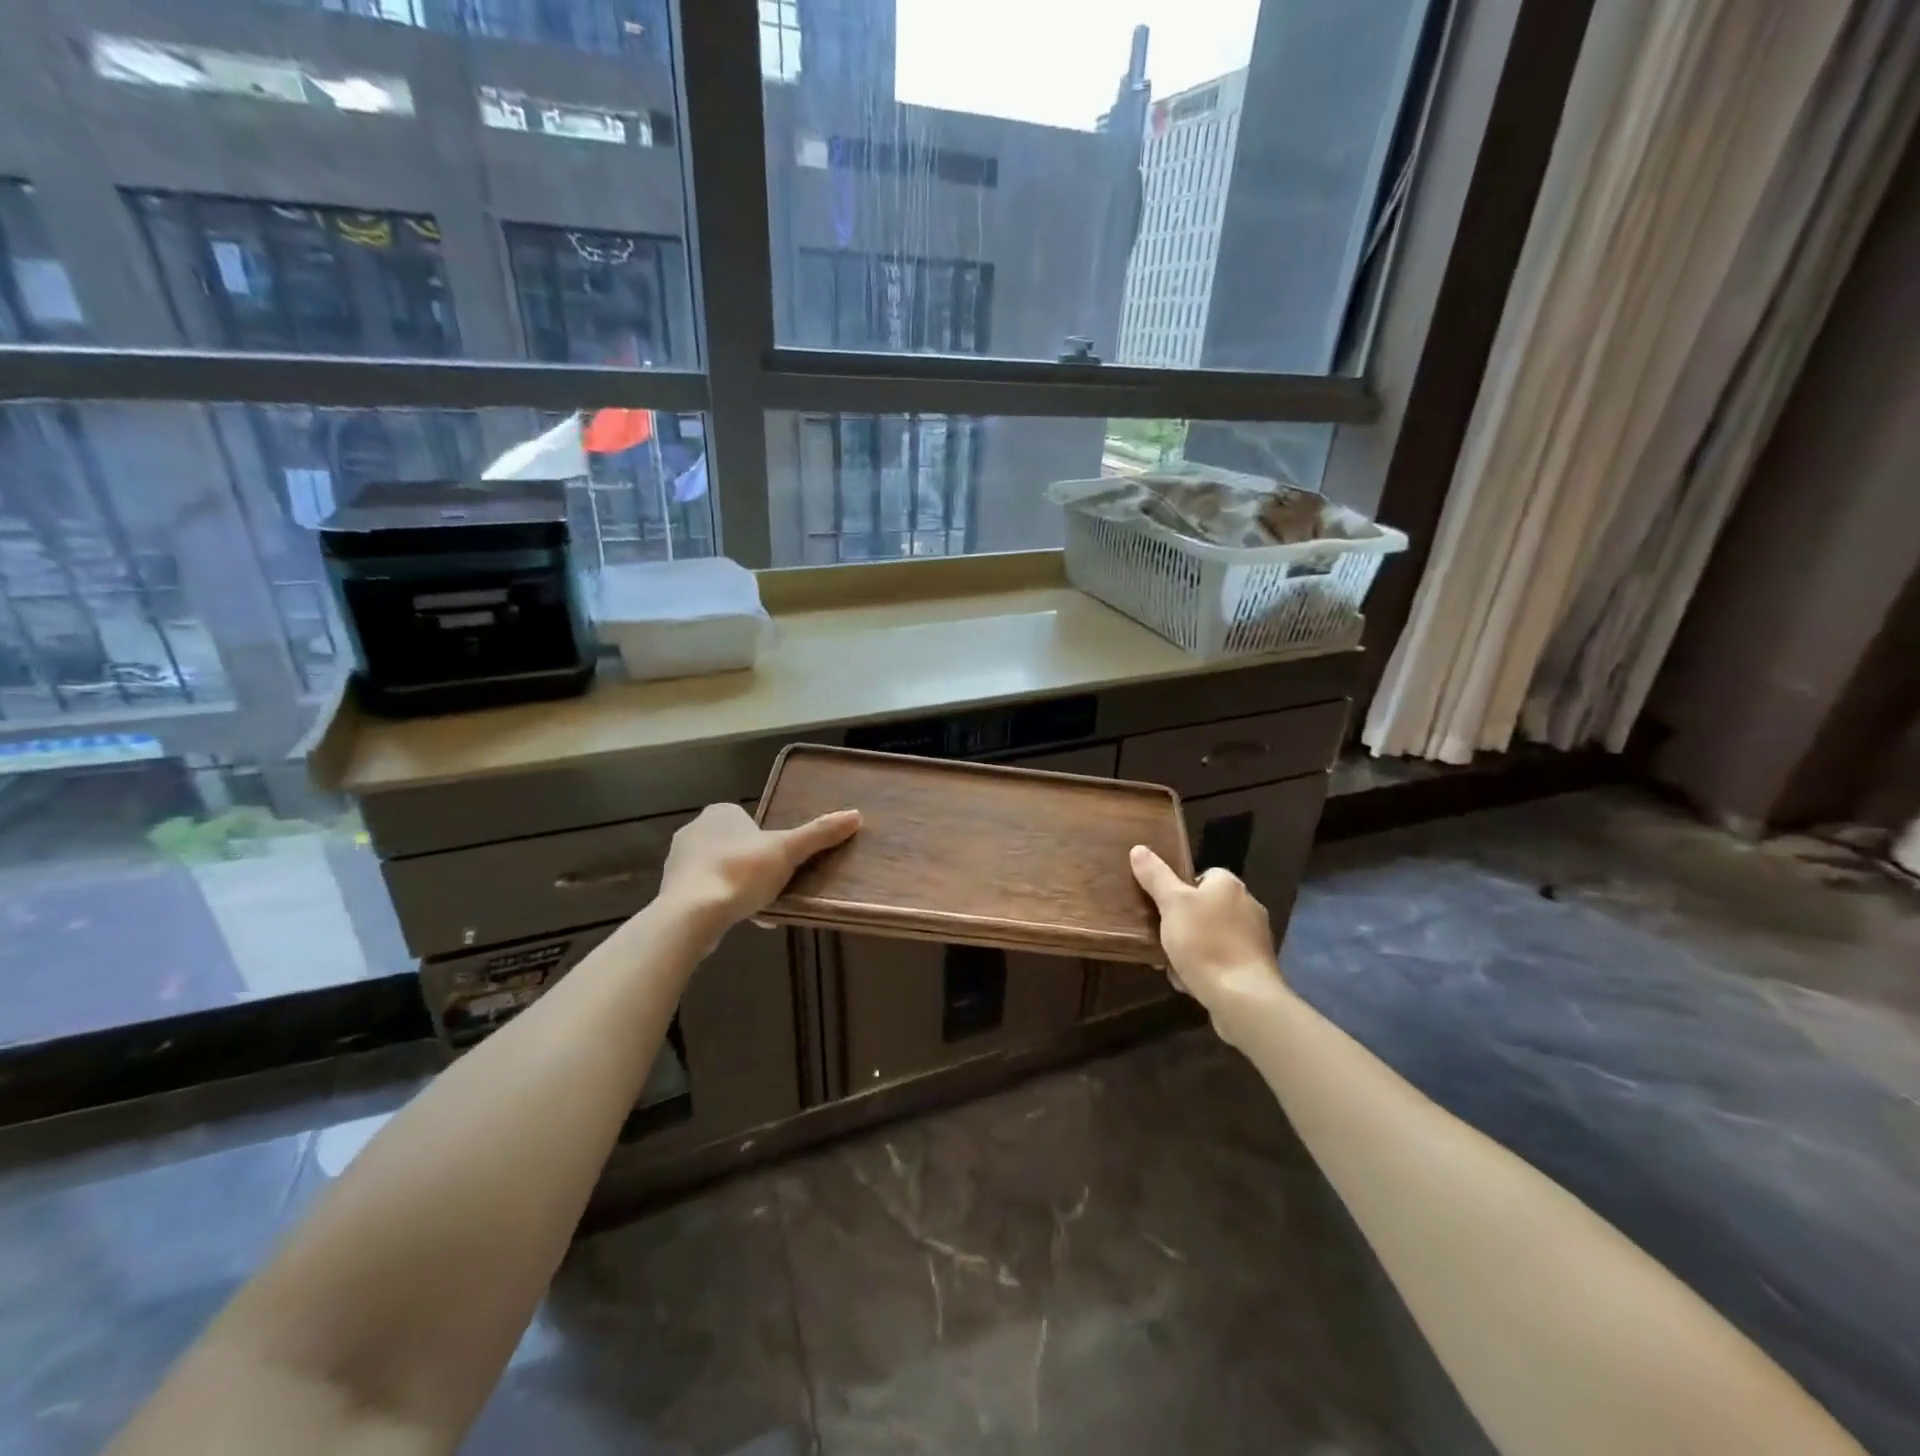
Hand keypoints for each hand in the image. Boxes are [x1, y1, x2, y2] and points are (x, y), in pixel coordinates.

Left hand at [660, 803, 860, 932]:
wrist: (692, 914)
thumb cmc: (741, 872)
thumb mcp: (788, 851)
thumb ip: (819, 834)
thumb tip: (856, 815)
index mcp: (720, 813)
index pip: (750, 821)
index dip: (769, 842)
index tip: (783, 863)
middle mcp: (694, 830)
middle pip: (736, 846)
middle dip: (754, 865)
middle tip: (775, 885)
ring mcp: (678, 861)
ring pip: (720, 869)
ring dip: (738, 885)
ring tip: (760, 907)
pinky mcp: (671, 890)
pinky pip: (705, 892)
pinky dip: (722, 902)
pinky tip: (739, 919)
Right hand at [1130, 845, 1285, 1033]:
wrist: (1243, 998)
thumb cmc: (1205, 942)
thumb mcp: (1172, 904)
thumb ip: (1155, 876)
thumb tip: (1139, 848)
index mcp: (1229, 885)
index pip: (1202, 875)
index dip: (1179, 889)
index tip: (1162, 907)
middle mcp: (1247, 905)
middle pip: (1205, 907)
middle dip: (1182, 923)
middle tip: (1161, 936)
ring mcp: (1255, 939)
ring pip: (1212, 936)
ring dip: (1191, 948)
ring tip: (1171, 964)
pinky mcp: (1256, 967)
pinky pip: (1223, 960)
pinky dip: (1206, 968)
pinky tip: (1190, 981)